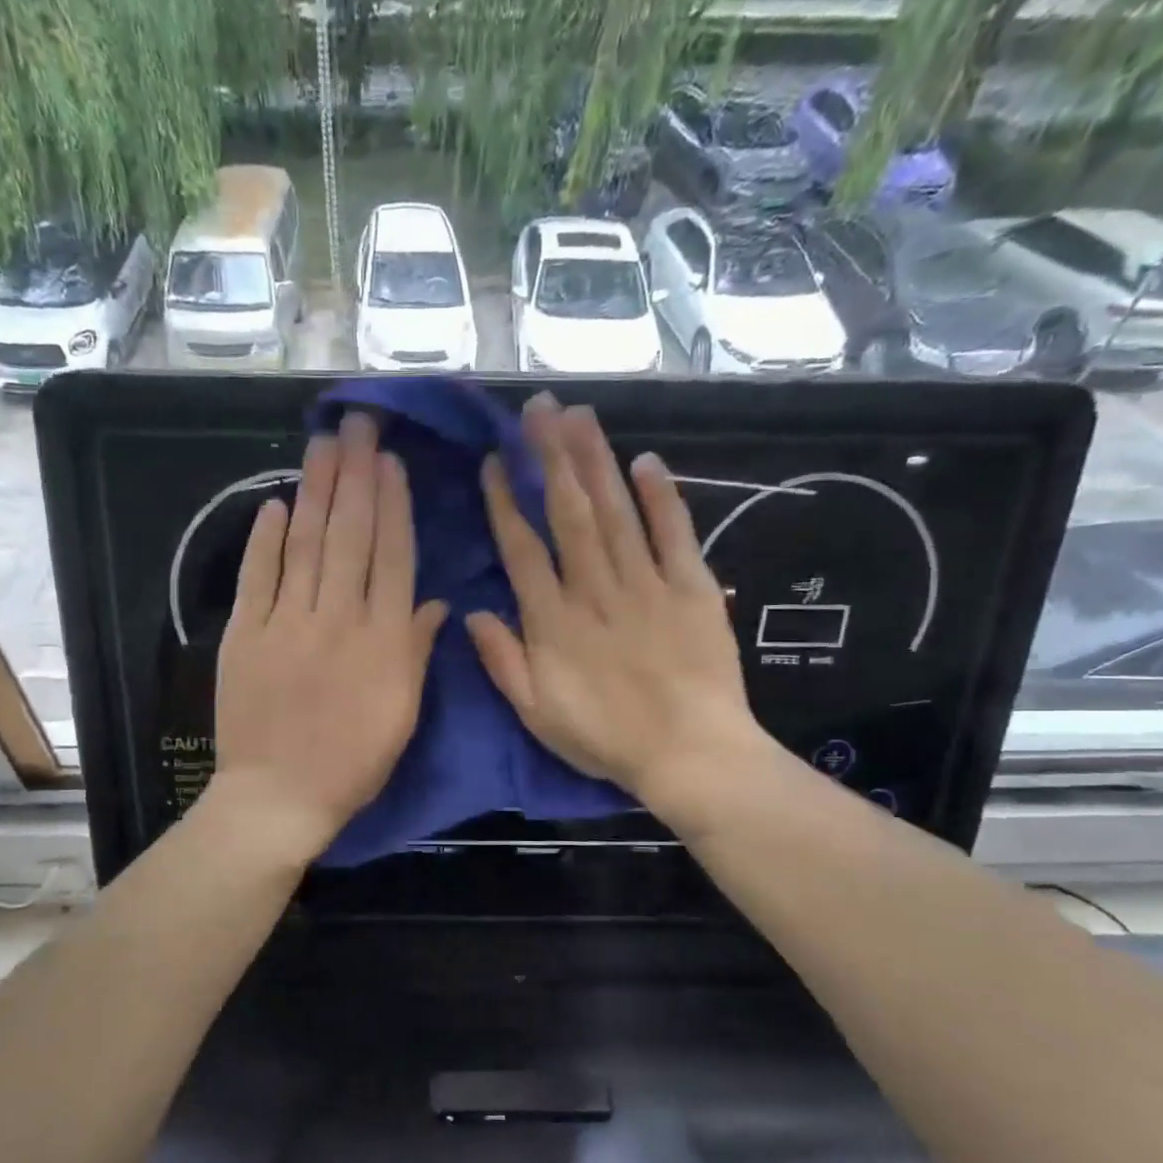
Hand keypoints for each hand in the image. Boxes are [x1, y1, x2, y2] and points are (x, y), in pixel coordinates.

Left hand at [213, 414, 447, 865]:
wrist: (279, 797)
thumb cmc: (353, 763)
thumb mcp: (403, 714)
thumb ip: (416, 652)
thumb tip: (434, 602)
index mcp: (383, 639)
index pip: (391, 557)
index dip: (392, 505)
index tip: (390, 462)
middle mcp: (338, 618)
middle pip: (350, 536)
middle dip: (355, 476)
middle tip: (357, 424)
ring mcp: (287, 622)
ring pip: (306, 544)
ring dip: (316, 490)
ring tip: (323, 445)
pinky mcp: (244, 635)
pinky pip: (258, 577)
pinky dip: (266, 539)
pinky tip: (277, 504)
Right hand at [467, 394, 777, 827]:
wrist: (690, 753)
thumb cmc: (606, 738)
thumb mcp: (536, 713)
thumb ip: (503, 661)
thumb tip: (471, 612)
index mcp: (553, 620)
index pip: (522, 547)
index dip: (507, 501)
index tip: (497, 461)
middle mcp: (595, 588)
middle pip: (568, 512)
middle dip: (551, 457)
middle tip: (538, 409)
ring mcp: (646, 583)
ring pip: (615, 511)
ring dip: (595, 460)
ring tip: (578, 415)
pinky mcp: (692, 587)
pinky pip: (674, 533)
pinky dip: (661, 496)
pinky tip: (646, 461)